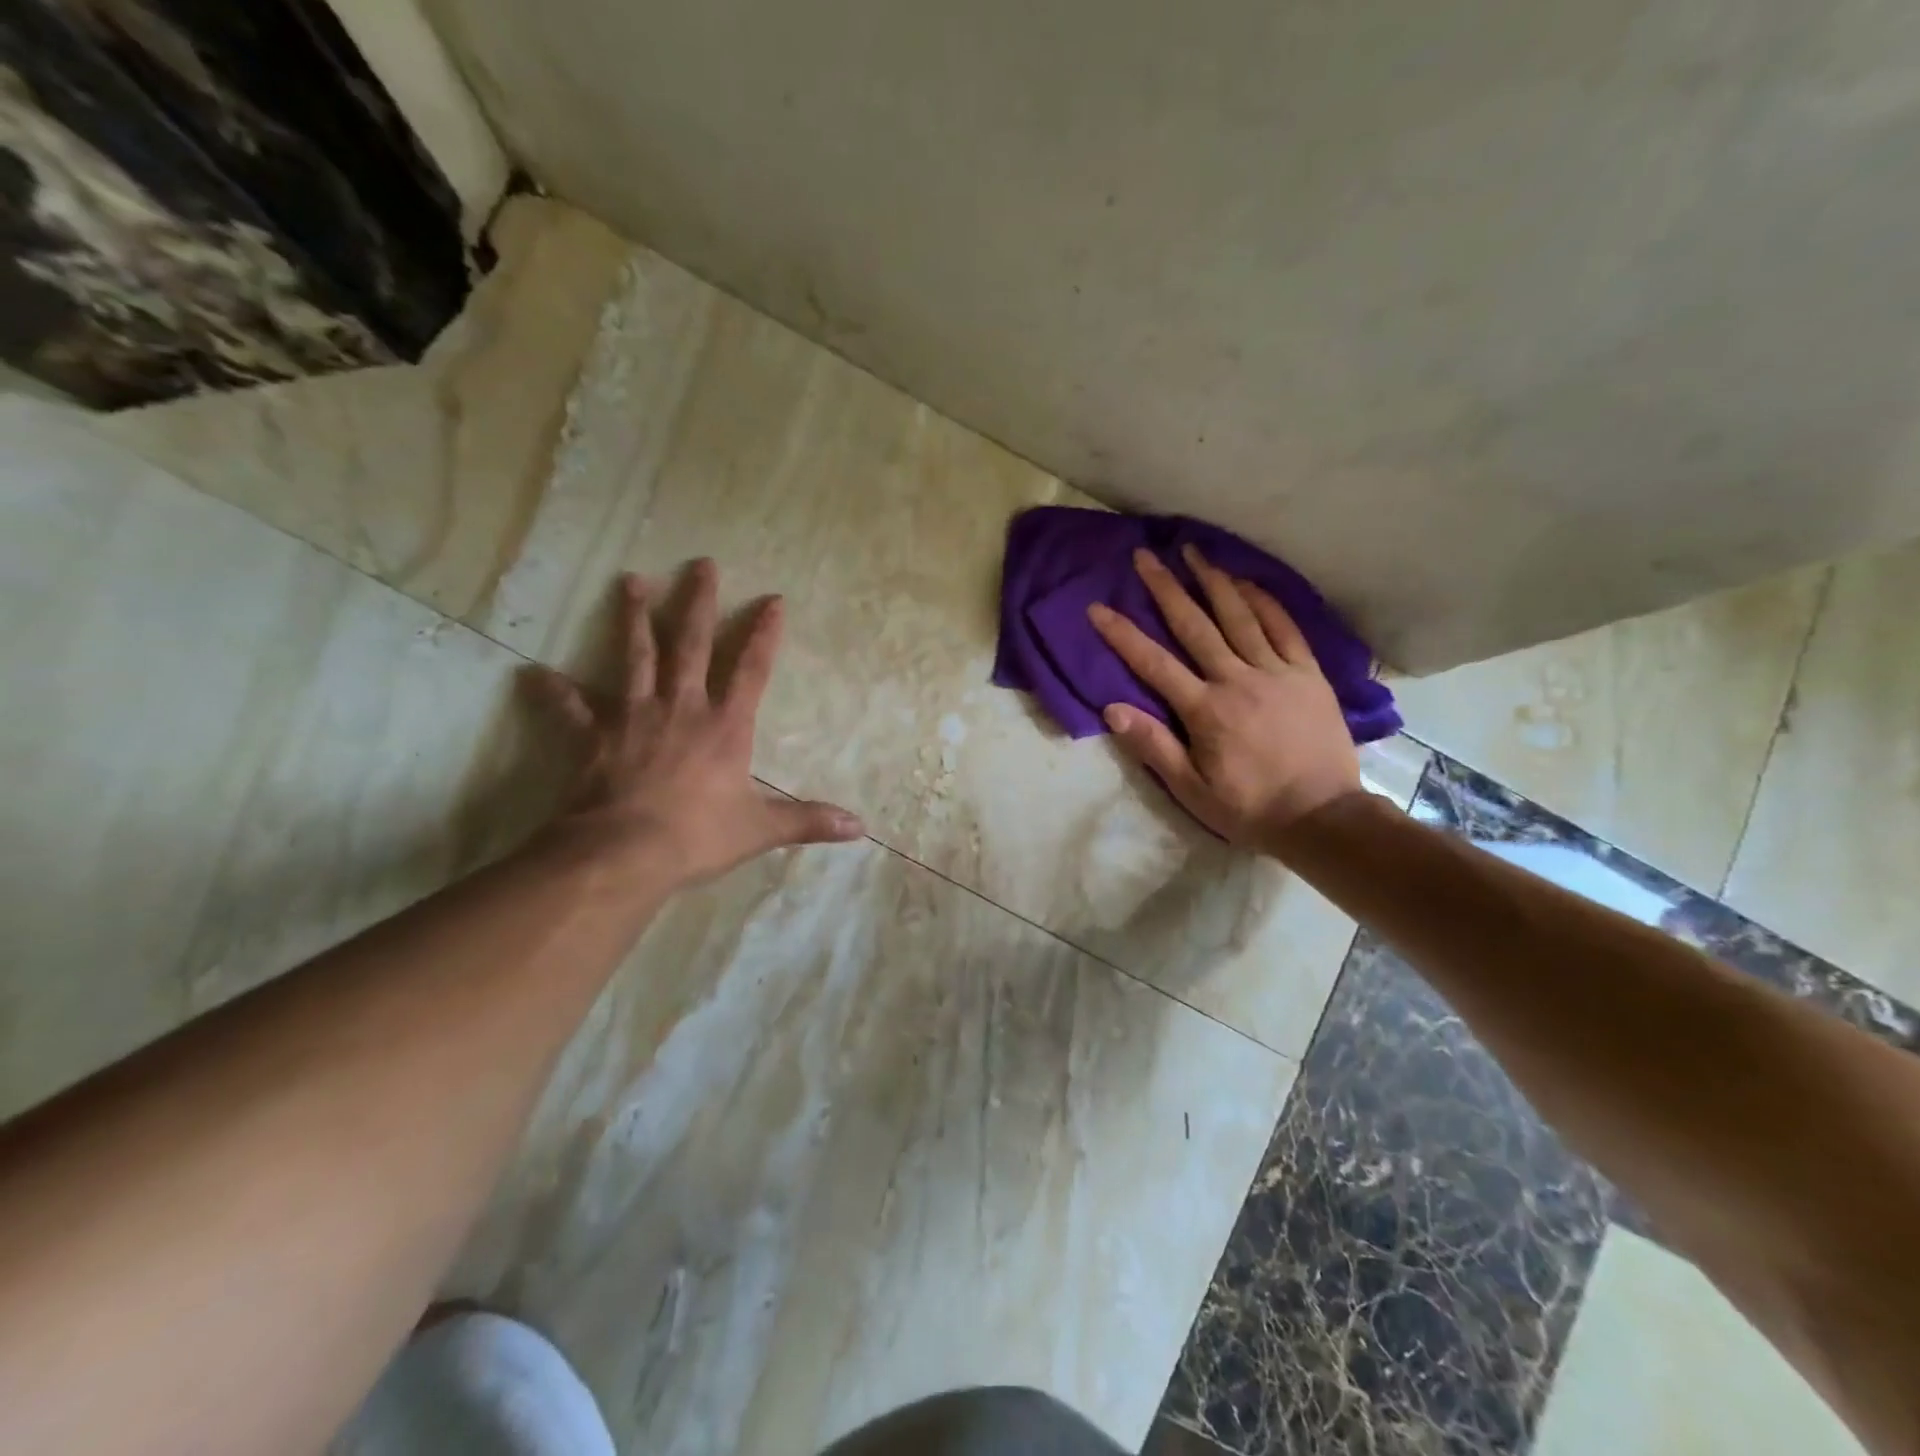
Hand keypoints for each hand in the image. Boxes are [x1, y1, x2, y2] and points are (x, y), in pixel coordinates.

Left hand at [528, 560, 863, 886]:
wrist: (625, 853)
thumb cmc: (698, 836)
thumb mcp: (762, 830)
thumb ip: (809, 822)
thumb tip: (861, 829)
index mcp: (725, 725)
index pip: (750, 669)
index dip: (763, 634)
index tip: (772, 600)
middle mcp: (682, 707)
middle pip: (689, 644)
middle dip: (698, 602)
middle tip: (701, 564)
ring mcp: (634, 716)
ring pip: (634, 656)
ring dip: (632, 618)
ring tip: (629, 581)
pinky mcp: (594, 736)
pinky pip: (571, 708)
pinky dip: (553, 692)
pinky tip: (532, 674)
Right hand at [1088, 545, 1362, 848]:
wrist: (1322, 817)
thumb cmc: (1249, 808)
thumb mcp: (1191, 789)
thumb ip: (1153, 746)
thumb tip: (1112, 709)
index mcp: (1206, 710)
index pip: (1154, 663)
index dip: (1123, 634)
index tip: (1098, 608)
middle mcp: (1238, 680)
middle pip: (1195, 625)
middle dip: (1166, 588)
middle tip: (1146, 556)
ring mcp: (1277, 672)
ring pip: (1240, 616)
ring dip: (1213, 581)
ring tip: (1193, 551)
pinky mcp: (1308, 674)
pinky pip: (1285, 628)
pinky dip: (1265, 601)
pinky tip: (1247, 582)